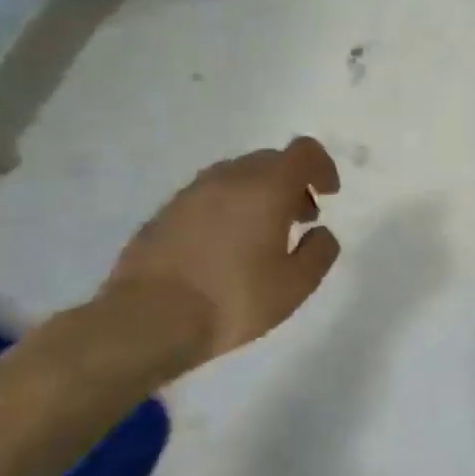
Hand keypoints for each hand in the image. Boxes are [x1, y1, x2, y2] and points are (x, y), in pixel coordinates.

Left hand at [100, 138, 341, 362]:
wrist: (147, 323)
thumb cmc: (234, 300)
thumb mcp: (296, 285)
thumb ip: (320, 252)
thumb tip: (320, 233)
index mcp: (266, 188)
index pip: (303, 152)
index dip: (322, 167)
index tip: (328, 195)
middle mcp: (228, 179)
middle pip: (270, 160)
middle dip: (292, 184)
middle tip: (300, 220)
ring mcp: (190, 194)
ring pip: (237, 176)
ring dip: (259, 195)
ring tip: (262, 236)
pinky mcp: (164, 214)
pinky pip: (208, 197)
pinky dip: (228, 209)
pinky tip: (225, 248)